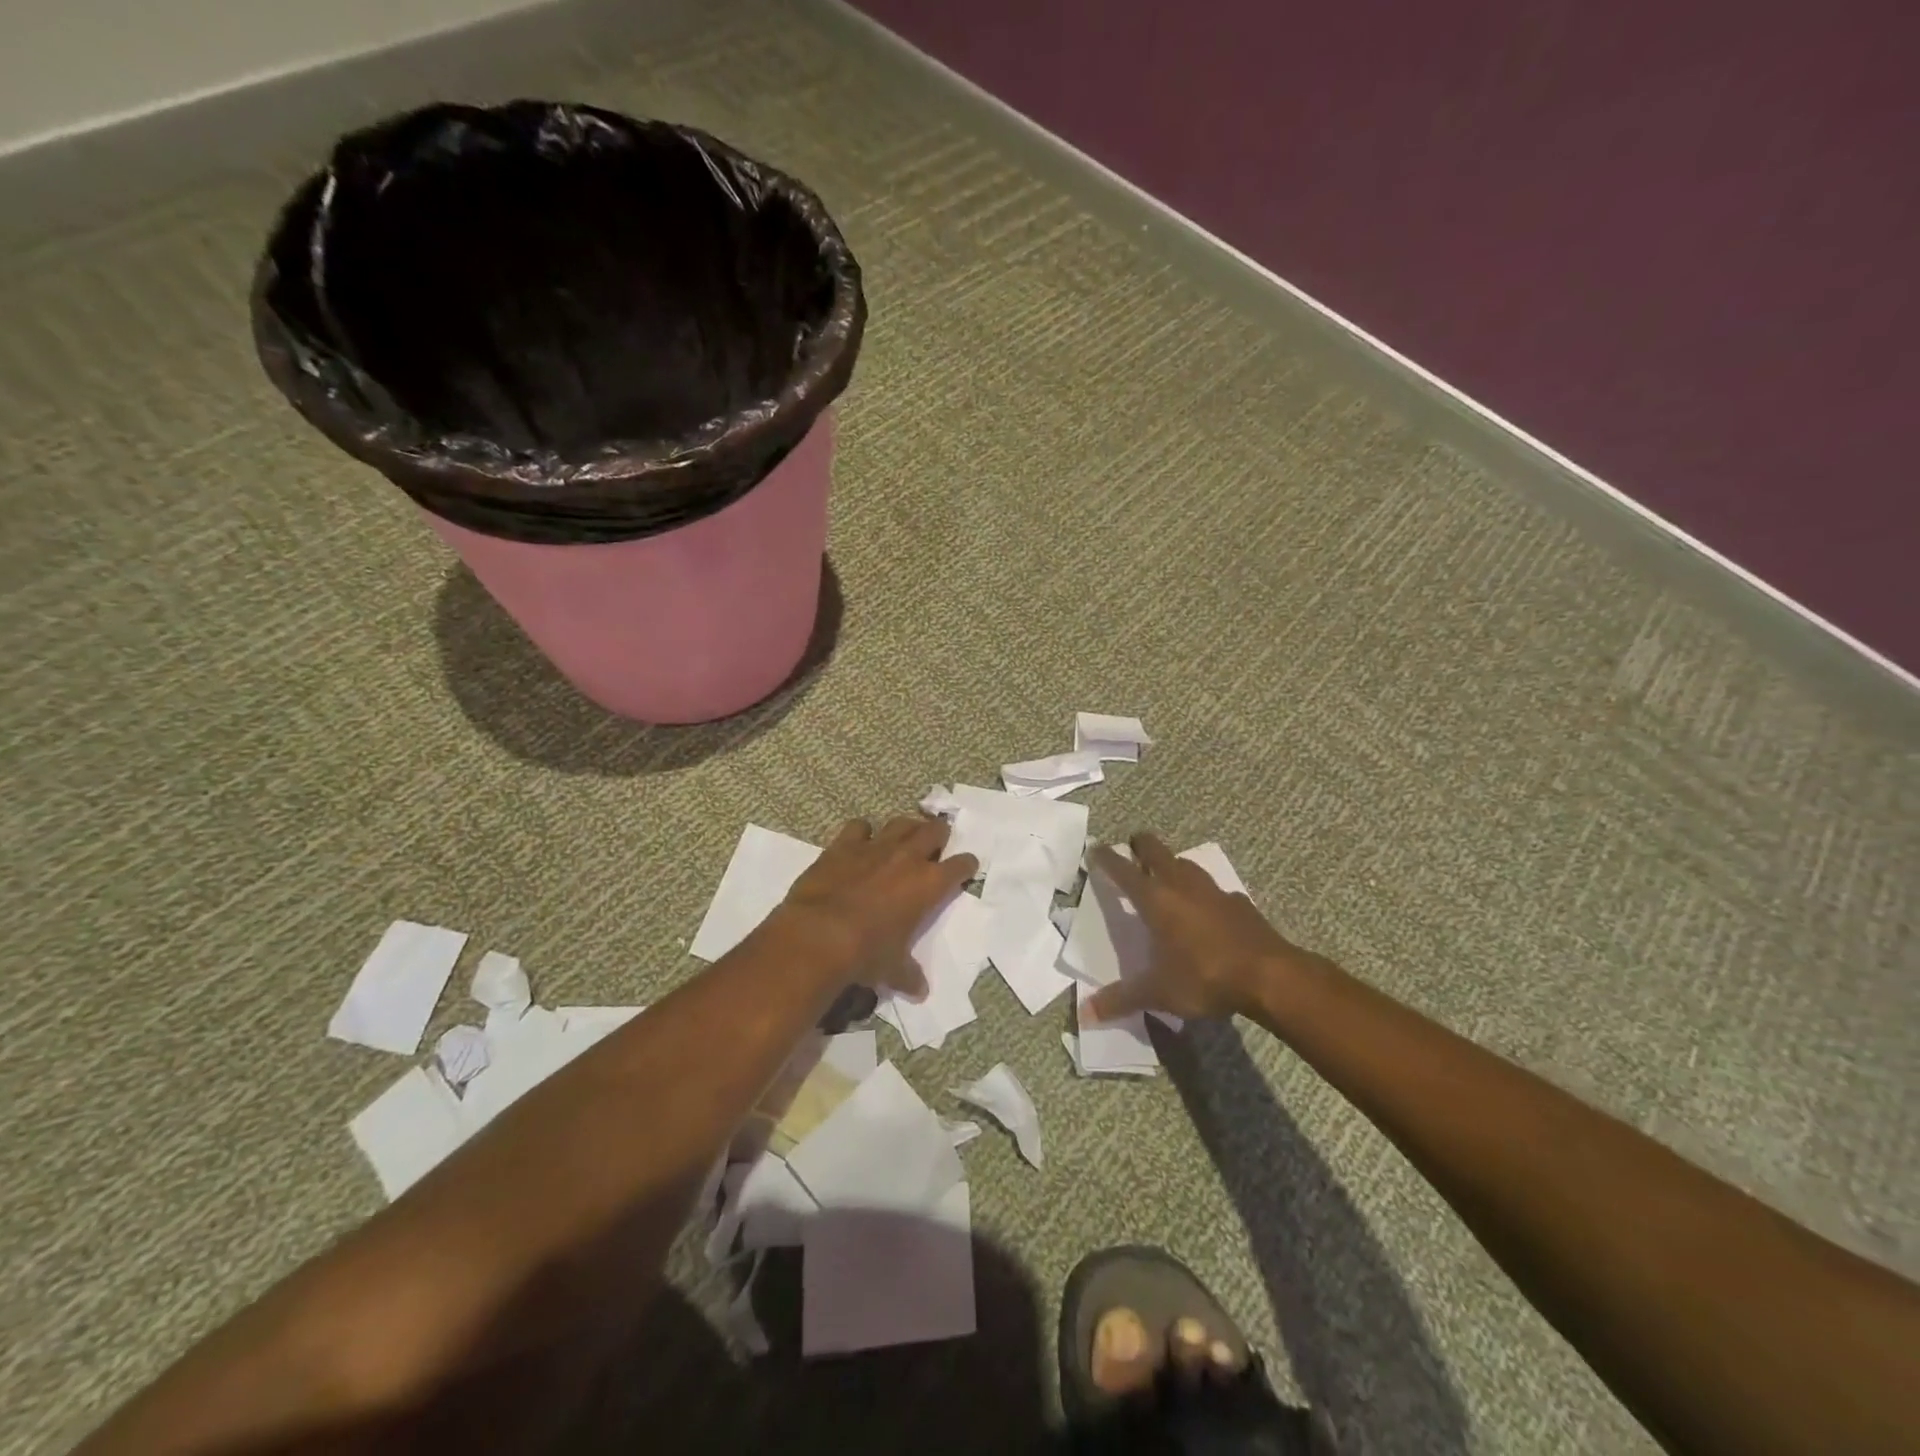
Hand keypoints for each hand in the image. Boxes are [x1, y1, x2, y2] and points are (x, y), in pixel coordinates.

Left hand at [773, 815, 977, 999]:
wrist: (819, 935)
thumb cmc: (867, 953)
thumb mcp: (893, 969)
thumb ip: (909, 975)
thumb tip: (920, 991)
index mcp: (929, 884)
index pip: (960, 866)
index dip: (966, 865)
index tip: (967, 867)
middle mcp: (907, 858)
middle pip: (934, 831)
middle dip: (939, 835)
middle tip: (937, 843)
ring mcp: (875, 847)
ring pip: (900, 823)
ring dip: (906, 829)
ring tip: (905, 837)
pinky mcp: (844, 845)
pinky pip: (859, 827)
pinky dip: (862, 833)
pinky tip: (860, 842)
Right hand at [1086, 832, 1332, 1022]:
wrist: (1270, 976)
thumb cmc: (1205, 977)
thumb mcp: (1158, 993)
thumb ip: (1120, 1000)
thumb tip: (1083, 1015)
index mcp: (1156, 900)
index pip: (1123, 871)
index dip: (1107, 858)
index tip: (1095, 848)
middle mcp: (1181, 885)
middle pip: (1156, 850)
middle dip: (1141, 845)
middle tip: (1132, 848)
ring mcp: (1213, 890)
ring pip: (1186, 864)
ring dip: (1172, 864)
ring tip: (1166, 876)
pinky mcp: (1239, 902)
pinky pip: (1214, 889)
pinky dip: (1203, 893)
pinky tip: (1206, 910)